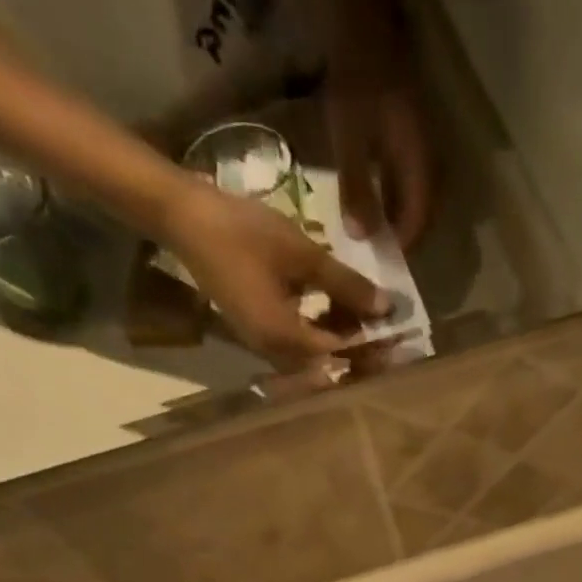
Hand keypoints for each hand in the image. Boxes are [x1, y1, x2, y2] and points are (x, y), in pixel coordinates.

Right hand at [157, 182, 387, 367]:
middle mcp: (275, 355)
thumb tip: (386, 308)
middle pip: (329, 365)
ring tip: (364, 313)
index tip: (398, 336)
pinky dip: (321, 331)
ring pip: (315, 356)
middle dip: (360, 350)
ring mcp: (264, 346)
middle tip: (386, 330)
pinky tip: (335, 308)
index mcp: (285, 340)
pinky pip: (299, 344)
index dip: (372, 346)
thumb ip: (346, 285)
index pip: (340, 355)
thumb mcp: (302, 254)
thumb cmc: (242, 232)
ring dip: (341, 339)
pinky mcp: (259, 333)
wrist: (183, 216)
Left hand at [326, 0, 434, 245]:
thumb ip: (357, 189)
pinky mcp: (412, 136)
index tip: (384, 263)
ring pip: (417, 196)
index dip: (403, 246)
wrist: (365, 24)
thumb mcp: (350, 138)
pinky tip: (377, 199)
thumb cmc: (358, 82)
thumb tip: (362, 238)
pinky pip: (409, 179)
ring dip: (400, 216)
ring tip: (377, 232)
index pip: (419, 222)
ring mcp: (424, 148)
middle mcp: (430, 162)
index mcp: (421, 168)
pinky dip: (395, 195)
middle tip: (381, 253)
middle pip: (423, 213)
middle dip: (404, 236)